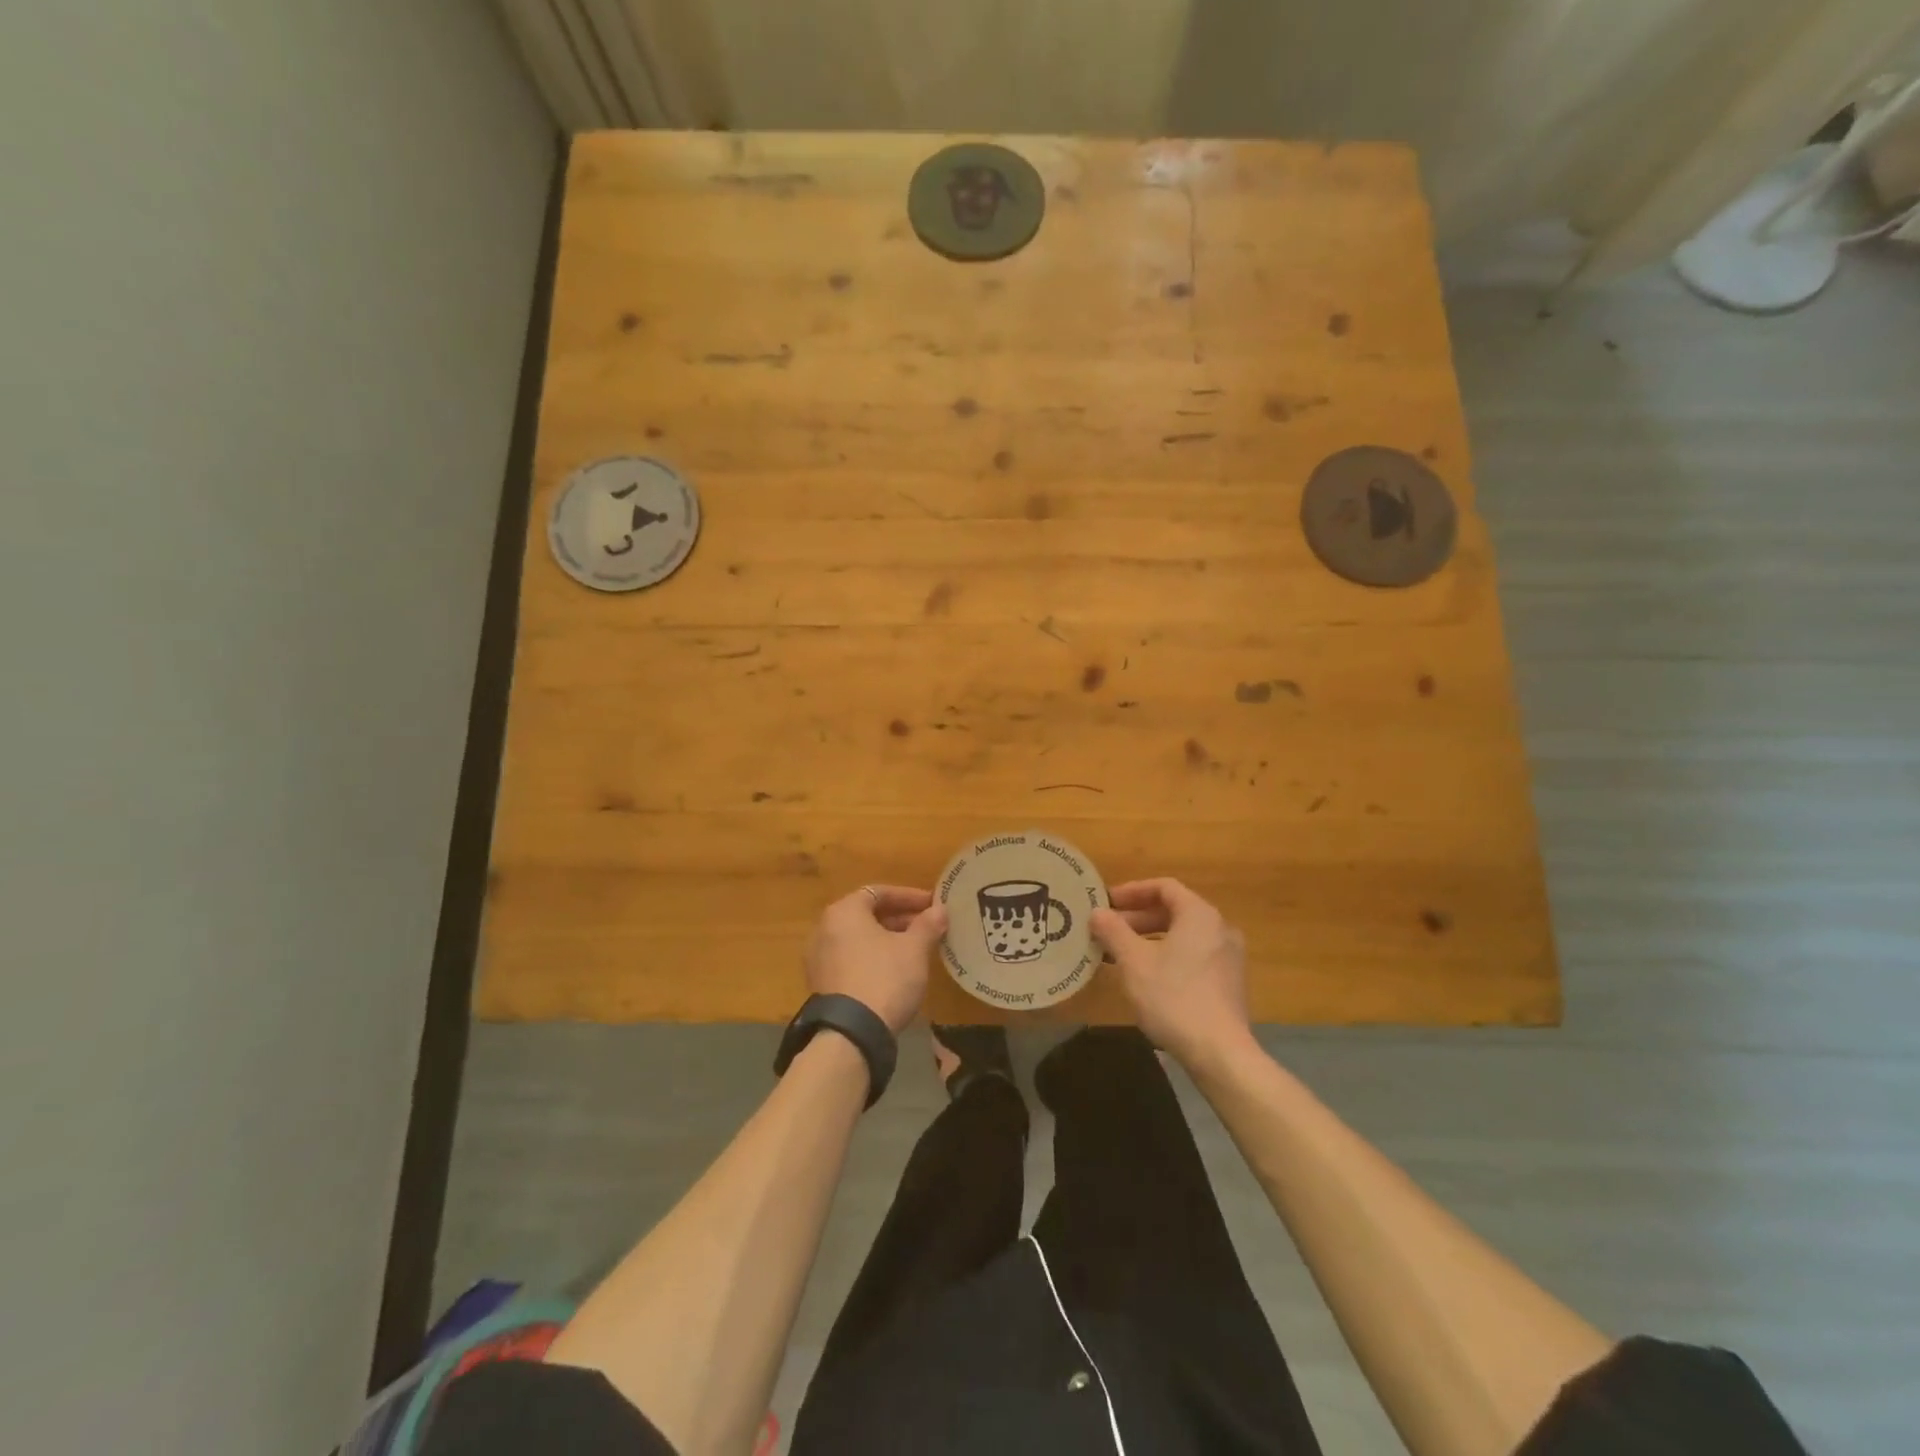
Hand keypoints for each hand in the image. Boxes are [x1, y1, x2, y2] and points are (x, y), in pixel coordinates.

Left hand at [804, 885, 948, 1033]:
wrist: (851, 1034)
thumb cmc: (885, 978)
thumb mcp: (914, 949)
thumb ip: (927, 925)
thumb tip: (939, 910)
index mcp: (844, 911)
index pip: (879, 892)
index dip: (909, 896)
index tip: (933, 905)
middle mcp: (824, 928)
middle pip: (867, 915)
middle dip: (900, 919)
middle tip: (927, 927)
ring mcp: (818, 957)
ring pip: (859, 938)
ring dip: (887, 939)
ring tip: (915, 949)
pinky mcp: (821, 983)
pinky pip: (850, 959)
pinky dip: (872, 957)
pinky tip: (895, 971)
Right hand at [1090, 878, 1252, 1065]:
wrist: (1219, 1052)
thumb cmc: (1173, 997)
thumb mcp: (1133, 961)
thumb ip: (1113, 931)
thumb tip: (1097, 912)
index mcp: (1199, 915)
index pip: (1164, 887)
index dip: (1132, 891)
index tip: (1107, 903)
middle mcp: (1220, 928)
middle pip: (1174, 911)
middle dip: (1137, 918)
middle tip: (1108, 929)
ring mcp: (1228, 957)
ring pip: (1182, 936)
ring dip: (1149, 939)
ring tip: (1119, 954)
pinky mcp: (1229, 983)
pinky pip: (1193, 956)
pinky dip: (1167, 956)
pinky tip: (1145, 977)